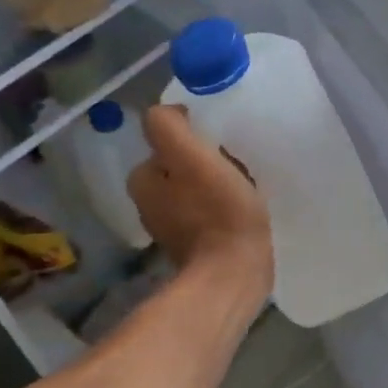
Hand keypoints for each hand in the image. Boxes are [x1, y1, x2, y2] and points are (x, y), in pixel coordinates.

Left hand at [128, 106, 271, 297]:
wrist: (234, 275)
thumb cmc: (217, 212)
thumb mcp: (191, 156)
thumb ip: (169, 126)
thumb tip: (171, 113)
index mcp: (143, 180)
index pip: (164, 142)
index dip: (192, 137)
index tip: (219, 143)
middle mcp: (149, 205)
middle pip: (180, 167)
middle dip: (204, 161)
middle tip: (235, 164)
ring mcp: (172, 230)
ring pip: (194, 191)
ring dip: (215, 184)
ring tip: (244, 187)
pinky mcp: (196, 249)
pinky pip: (208, 215)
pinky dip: (222, 209)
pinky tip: (243, 211)